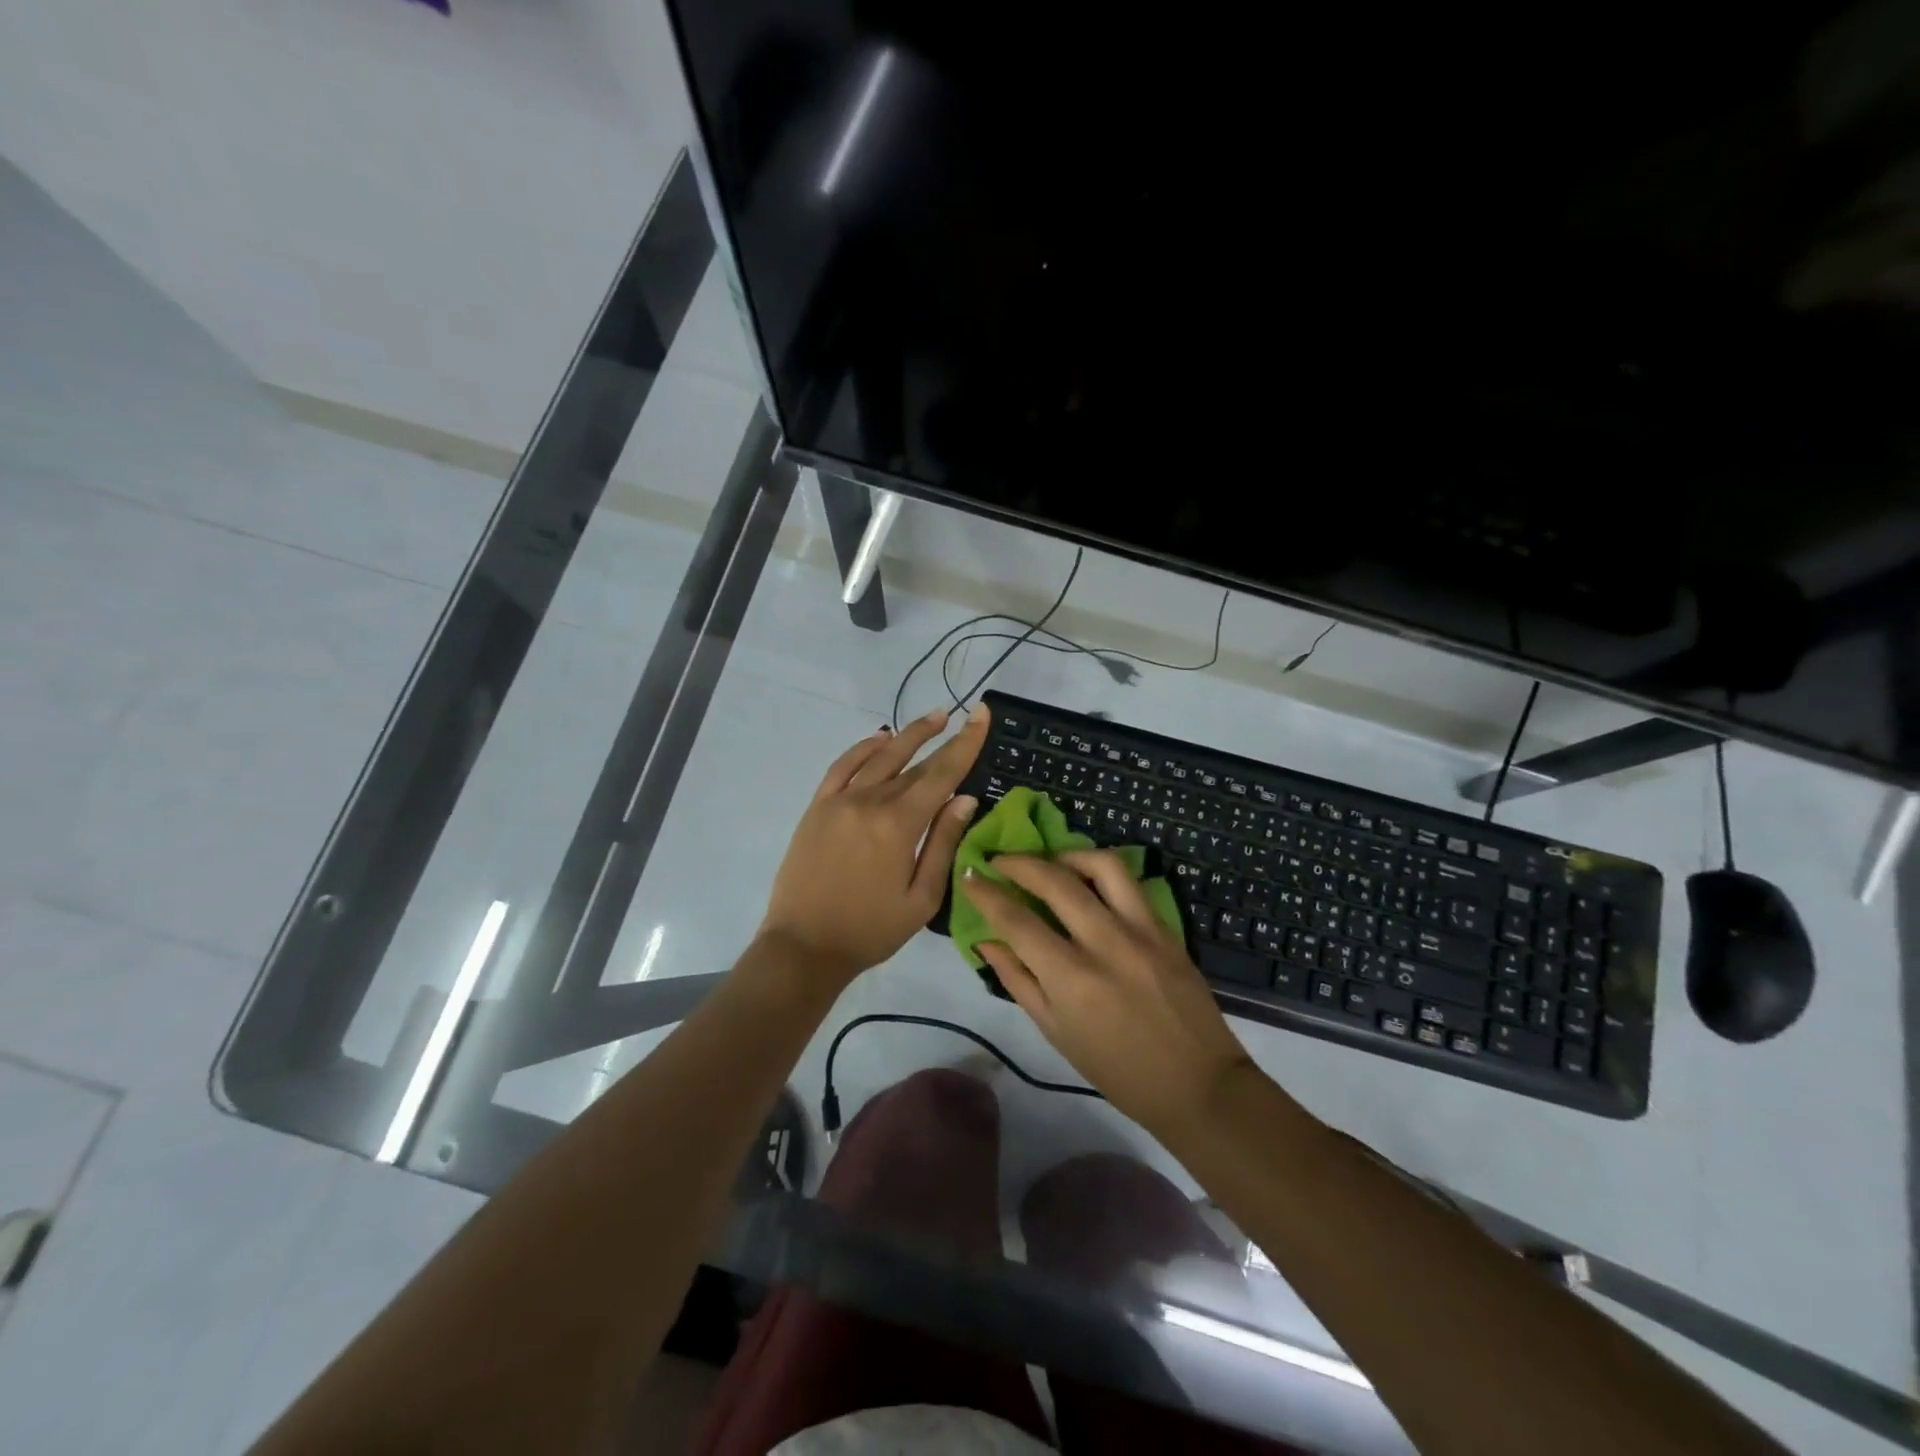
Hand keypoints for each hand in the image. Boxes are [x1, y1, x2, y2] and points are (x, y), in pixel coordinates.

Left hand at [758, 705, 990, 984]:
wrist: (804, 946)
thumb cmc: (871, 930)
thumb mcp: (921, 898)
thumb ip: (943, 844)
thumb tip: (965, 798)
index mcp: (899, 825)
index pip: (942, 773)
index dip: (966, 743)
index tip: (982, 714)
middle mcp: (870, 801)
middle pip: (915, 764)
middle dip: (944, 738)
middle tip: (967, 715)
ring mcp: (839, 800)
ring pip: (880, 756)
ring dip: (909, 735)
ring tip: (934, 719)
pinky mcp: (817, 806)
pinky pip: (843, 766)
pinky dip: (864, 748)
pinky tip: (881, 739)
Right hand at [964, 851, 1257, 1135]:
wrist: (1197, 1084)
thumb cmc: (1118, 1071)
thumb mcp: (1056, 1033)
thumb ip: (1018, 980)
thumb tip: (985, 940)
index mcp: (1071, 979)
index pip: (1016, 920)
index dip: (986, 893)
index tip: (969, 876)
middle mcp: (1104, 943)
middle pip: (1053, 880)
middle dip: (1017, 862)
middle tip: (998, 860)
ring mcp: (1141, 930)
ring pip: (1100, 865)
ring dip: (1065, 855)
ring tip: (1048, 863)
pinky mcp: (1165, 927)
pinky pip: (1129, 882)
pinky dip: (1100, 870)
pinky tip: (1086, 880)